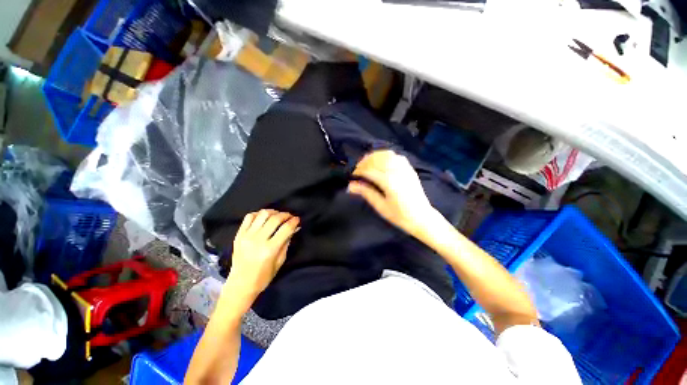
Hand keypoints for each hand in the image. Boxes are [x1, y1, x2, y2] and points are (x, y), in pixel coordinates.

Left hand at [228, 209, 299, 297]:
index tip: (297, 219)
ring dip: (273, 212)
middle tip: (290, 217)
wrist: (240, 285)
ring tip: (277, 215)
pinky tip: (264, 218)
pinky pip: (249, 217)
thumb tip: (294, 228)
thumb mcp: (280, 261)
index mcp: (270, 249)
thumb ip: (287, 242)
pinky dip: (258, 214)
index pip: (286, 228)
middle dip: (286, 215)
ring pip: (262, 214)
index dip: (294, 221)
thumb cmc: (263, 277)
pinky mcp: (239, 235)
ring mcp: (246, 236)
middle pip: (275, 218)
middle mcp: (258, 240)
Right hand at [348, 150, 435, 235]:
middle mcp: (398, 172)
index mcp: (390, 183)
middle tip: (358, 170)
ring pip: (387, 154)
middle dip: (364, 162)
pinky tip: (381, 162)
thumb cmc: (400, 216)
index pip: (369, 170)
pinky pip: (396, 156)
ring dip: (374, 157)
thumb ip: (366, 192)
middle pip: (377, 159)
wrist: (422, 217)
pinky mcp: (410, 169)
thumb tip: (351, 185)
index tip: (352, 176)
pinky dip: (386, 156)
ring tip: (367, 164)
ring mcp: (405, 169)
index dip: (359, 171)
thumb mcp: (381, 207)